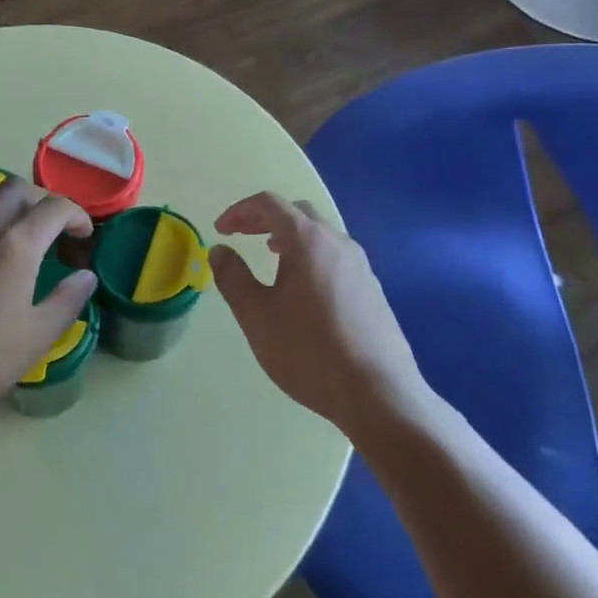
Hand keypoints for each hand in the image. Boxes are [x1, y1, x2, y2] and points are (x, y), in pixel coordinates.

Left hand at [0, 179, 96, 426]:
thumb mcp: (33, 341)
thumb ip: (65, 303)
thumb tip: (85, 277)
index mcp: (13, 247)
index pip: (54, 208)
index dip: (77, 216)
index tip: (83, 236)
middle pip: (18, 189)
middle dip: (44, 201)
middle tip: (53, 232)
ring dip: (9, 202)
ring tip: (17, 230)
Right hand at [210, 192, 425, 434]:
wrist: (378, 393)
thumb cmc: (309, 351)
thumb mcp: (257, 316)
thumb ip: (233, 277)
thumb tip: (220, 250)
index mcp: (307, 240)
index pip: (269, 203)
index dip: (239, 211)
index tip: (221, 230)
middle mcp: (337, 242)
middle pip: (297, 212)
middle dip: (265, 218)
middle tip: (242, 236)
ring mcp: (360, 265)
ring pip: (320, 234)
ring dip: (290, 236)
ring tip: (271, 256)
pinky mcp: (372, 288)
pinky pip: (335, 256)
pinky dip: (310, 255)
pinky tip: (304, 289)